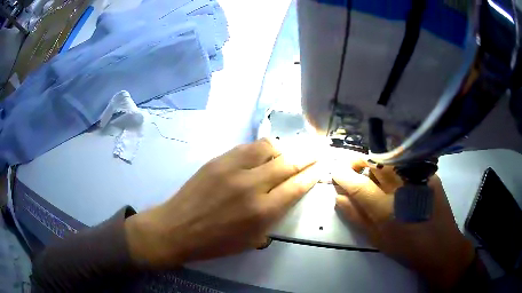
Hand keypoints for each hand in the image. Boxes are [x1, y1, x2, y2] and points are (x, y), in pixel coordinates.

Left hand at [125, 138, 320, 268]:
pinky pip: (247, 147)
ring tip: (286, 153)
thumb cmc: (215, 242)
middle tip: (317, 150)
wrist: (177, 228)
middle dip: (307, 156)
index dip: (312, 175)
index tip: (321, 167)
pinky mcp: (218, 160)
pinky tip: (262, 153)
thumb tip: (287, 194)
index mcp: (262, 212)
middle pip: (288, 163)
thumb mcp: (252, 239)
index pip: (296, 186)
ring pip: (268, 148)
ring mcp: (233, 169)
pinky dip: (261, 148)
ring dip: (282, 149)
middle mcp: (251, 186)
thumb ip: (273, 216)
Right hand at [334, 161, 474, 289]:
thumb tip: (338, 198)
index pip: (358, 185)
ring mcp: (419, 178)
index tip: (335, 171)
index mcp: (386, 210)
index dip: (343, 175)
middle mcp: (403, 188)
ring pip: (390, 158)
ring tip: (370, 169)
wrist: (441, 247)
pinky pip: (407, 161)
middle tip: (352, 166)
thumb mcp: (377, 239)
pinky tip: (395, 172)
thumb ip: (357, 218)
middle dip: (359, 161)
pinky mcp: (430, 174)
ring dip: (375, 160)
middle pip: (375, 163)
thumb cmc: (407, 248)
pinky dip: (395, 162)